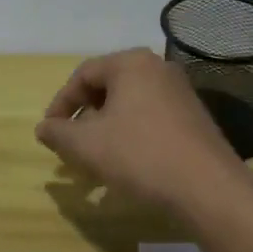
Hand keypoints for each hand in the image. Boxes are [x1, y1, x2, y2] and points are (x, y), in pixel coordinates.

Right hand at [35, 49, 243, 218]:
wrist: (208, 188)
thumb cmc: (140, 155)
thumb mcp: (87, 145)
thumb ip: (59, 132)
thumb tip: (43, 128)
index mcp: (131, 63)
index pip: (83, 75)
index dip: (61, 103)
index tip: (50, 132)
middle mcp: (157, 68)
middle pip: (108, 87)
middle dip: (85, 117)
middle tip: (72, 144)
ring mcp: (180, 92)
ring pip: (130, 105)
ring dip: (107, 129)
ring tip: (96, 159)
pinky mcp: (194, 117)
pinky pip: (151, 118)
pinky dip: (131, 135)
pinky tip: (127, 165)